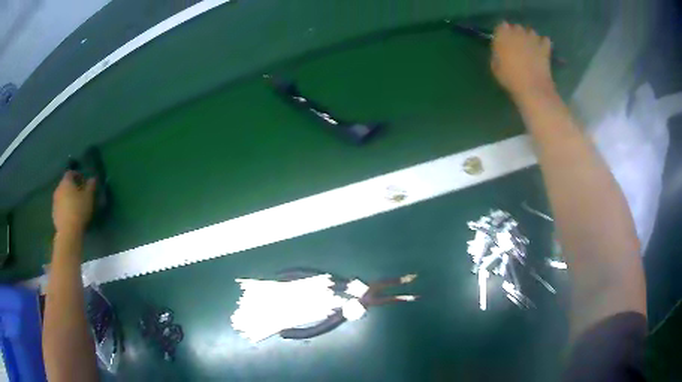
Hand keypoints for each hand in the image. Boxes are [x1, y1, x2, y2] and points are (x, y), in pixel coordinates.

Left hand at [53, 171, 95, 235]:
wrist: (68, 231)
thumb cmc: (79, 210)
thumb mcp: (88, 197)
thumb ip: (90, 186)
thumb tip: (92, 179)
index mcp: (66, 182)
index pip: (70, 173)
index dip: (77, 175)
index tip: (83, 181)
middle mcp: (58, 189)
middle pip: (65, 185)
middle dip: (71, 188)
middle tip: (79, 194)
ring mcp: (54, 202)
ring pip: (61, 196)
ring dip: (67, 198)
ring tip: (75, 206)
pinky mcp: (54, 214)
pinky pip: (60, 207)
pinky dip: (64, 208)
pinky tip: (70, 216)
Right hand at [491, 22, 554, 101]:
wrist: (532, 88)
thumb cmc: (510, 78)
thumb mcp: (495, 66)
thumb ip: (497, 53)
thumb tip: (500, 49)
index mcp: (503, 36)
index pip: (501, 26)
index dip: (502, 32)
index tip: (503, 39)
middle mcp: (518, 33)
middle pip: (517, 27)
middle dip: (517, 33)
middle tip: (517, 44)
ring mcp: (533, 39)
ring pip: (531, 31)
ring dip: (530, 37)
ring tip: (530, 46)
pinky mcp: (545, 48)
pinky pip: (545, 40)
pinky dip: (543, 43)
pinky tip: (542, 49)